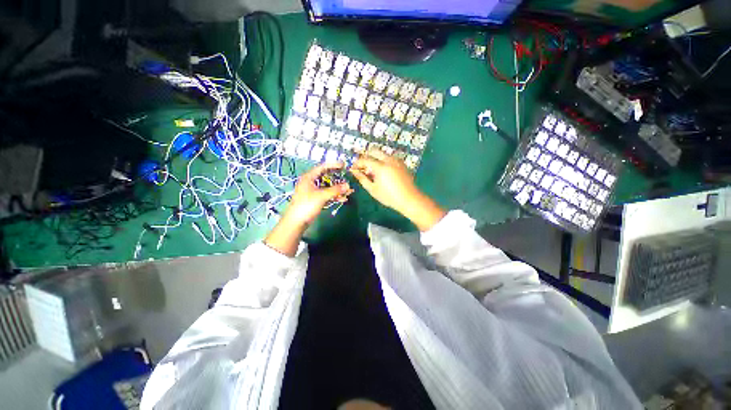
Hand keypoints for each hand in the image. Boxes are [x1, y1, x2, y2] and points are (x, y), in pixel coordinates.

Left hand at [265, 163, 352, 256]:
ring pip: (328, 187)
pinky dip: (334, 196)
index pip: (323, 167)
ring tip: (349, 191)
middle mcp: (311, 182)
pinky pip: (327, 195)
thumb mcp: (321, 196)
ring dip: (338, 189)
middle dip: (338, 179)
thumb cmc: (307, 205)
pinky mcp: (315, 199)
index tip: (344, 165)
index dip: (333, 165)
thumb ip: (335, 190)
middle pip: (326, 177)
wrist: (296, 221)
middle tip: (347, 179)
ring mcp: (313, 191)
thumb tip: (348, 185)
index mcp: (309, 177)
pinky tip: (343, 199)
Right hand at [350, 150, 445, 230]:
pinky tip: (382, 172)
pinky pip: (389, 157)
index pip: (365, 159)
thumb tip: (354, 171)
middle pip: (374, 151)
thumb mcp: (373, 189)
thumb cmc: (389, 197)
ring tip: (372, 171)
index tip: (353, 168)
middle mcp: (389, 160)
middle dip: (366, 156)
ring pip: (382, 153)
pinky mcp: (402, 163)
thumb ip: (362, 179)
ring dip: (375, 158)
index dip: (357, 163)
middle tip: (362, 166)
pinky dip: (383, 161)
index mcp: (381, 166)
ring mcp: (397, 160)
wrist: (409, 199)